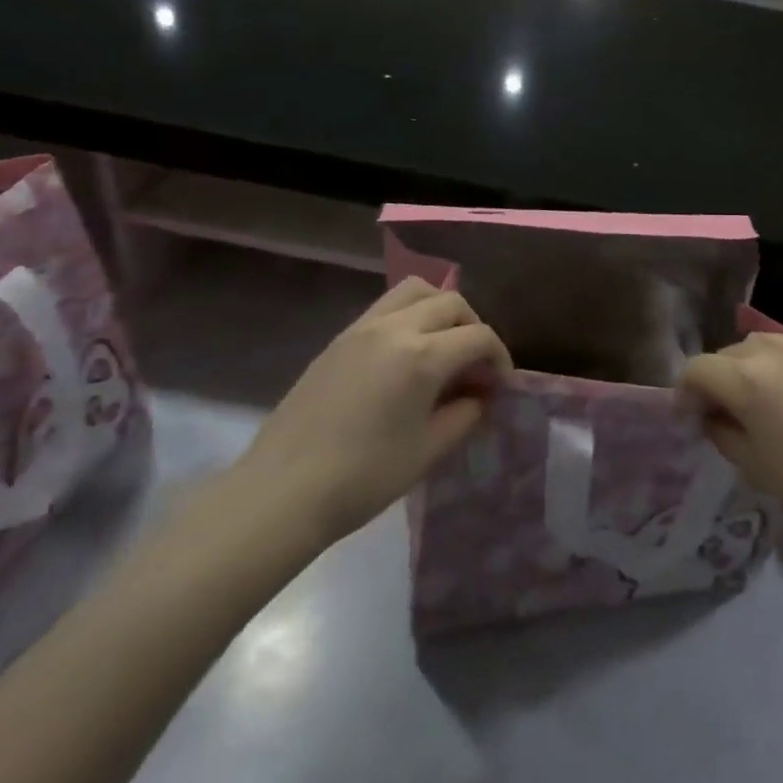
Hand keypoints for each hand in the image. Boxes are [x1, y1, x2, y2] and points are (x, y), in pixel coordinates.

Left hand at [229, 278, 510, 551]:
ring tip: (442, 347)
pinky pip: (385, 307)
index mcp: (422, 356)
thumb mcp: (428, 450)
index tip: (500, 386)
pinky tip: (405, 357)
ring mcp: (362, 328)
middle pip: (451, 302)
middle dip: (473, 327)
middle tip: (475, 365)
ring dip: (440, 309)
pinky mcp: (339, 339)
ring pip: (415, 290)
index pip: (478, 337)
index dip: (499, 358)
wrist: (281, 491)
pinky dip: (409, 316)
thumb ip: (464, 414)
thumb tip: (481, 396)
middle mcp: (395, 328)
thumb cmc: (363, 477)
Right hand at [677, 334, 782, 536]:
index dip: (685, 394)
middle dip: (720, 381)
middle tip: (729, 414)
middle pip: (729, 354)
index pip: (696, 370)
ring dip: (755, 370)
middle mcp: (773, 348)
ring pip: (765, 347)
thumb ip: (723, 434)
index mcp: (746, 377)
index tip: (692, 420)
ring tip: (770, 404)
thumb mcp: (755, 468)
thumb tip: (713, 416)